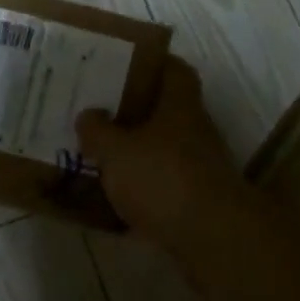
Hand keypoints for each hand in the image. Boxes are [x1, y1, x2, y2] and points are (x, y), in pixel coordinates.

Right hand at [76, 57, 240, 232]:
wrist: (211, 237)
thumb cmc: (162, 178)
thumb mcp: (116, 151)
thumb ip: (98, 131)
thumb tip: (88, 114)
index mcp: (180, 105)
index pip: (175, 70)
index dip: (152, 63)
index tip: (123, 64)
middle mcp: (195, 130)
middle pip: (166, 110)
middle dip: (134, 110)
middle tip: (99, 110)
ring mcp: (200, 166)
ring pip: (163, 148)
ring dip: (137, 150)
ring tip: (100, 153)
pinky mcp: (196, 200)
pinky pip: (163, 184)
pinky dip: (142, 187)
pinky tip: (114, 196)